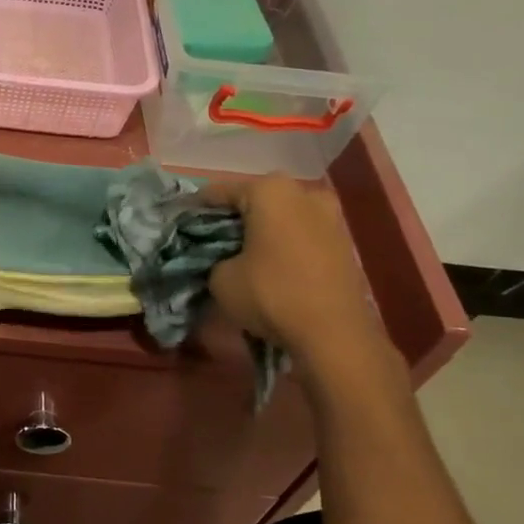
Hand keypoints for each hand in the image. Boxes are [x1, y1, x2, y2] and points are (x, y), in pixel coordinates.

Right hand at [204, 174, 390, 371]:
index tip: (180, 224)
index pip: (219, 192)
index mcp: (269, 190)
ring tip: (241, 255)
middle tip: (211, 241)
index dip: (196, 209)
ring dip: (261, 231)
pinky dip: (283, 244)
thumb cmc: (271, 294)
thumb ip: (215, 258)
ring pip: (281, 217)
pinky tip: (268, 266)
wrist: (333, 333)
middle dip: (233, 219)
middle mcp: (303, 192)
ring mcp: (330, 216)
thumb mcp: (221, 278)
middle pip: (255, 200)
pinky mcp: (344, 242)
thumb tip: (223, 260)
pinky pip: (301, 235)